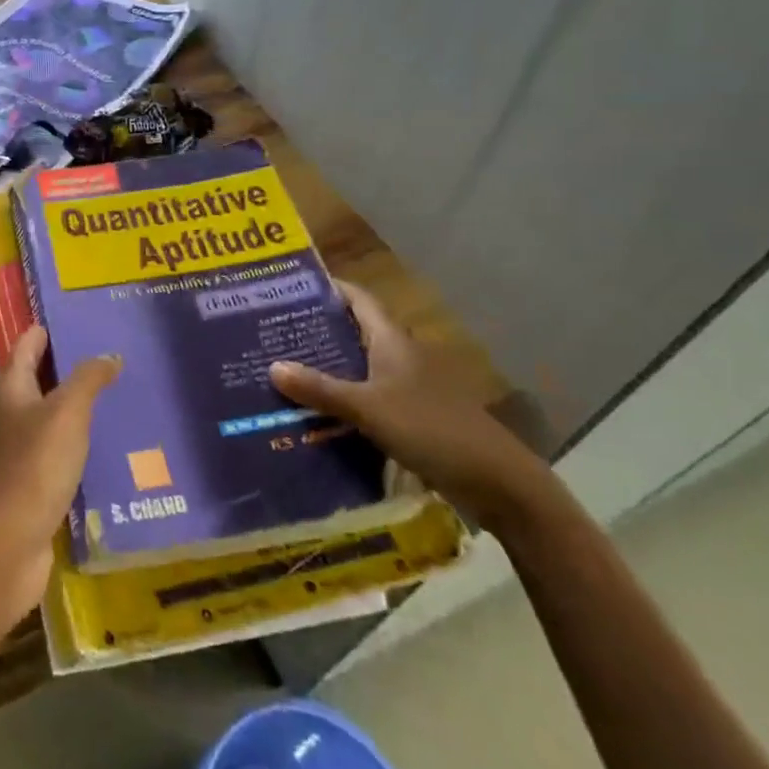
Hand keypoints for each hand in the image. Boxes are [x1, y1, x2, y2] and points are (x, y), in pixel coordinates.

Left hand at [0, 326, 119, 625]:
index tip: (74, 317)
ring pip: (49, 417)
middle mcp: (10, 414)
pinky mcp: (32, 484)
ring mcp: (18, 451)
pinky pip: (58, 452)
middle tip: (107, 354)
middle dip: (66, 366)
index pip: (26, 345)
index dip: (45, 329)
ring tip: (116, 396)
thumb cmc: (34, 465)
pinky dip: (78, 443)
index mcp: (11, 389)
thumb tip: (109, 354)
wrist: (9, 542)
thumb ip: (88, 379)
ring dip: (74, 406)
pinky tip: (107, 447)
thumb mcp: (67, 413)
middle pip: (36, 379)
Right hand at [271, 281, 548, 530]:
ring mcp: (408, 388)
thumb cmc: (432, 429)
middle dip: (317, 329)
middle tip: (273, 330)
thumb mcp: (369, 409)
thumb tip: (272, 366)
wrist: (496, 482)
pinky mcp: (411, 417)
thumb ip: (321, 389)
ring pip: (359, 367)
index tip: (291, 286)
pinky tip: (315, 412)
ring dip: (327, 367)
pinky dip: (342, 399)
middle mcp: (400, 357)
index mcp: (392, 341)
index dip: (328, 288)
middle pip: (354, 332)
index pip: (358, 299)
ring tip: (284, 369)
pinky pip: (367, 397)